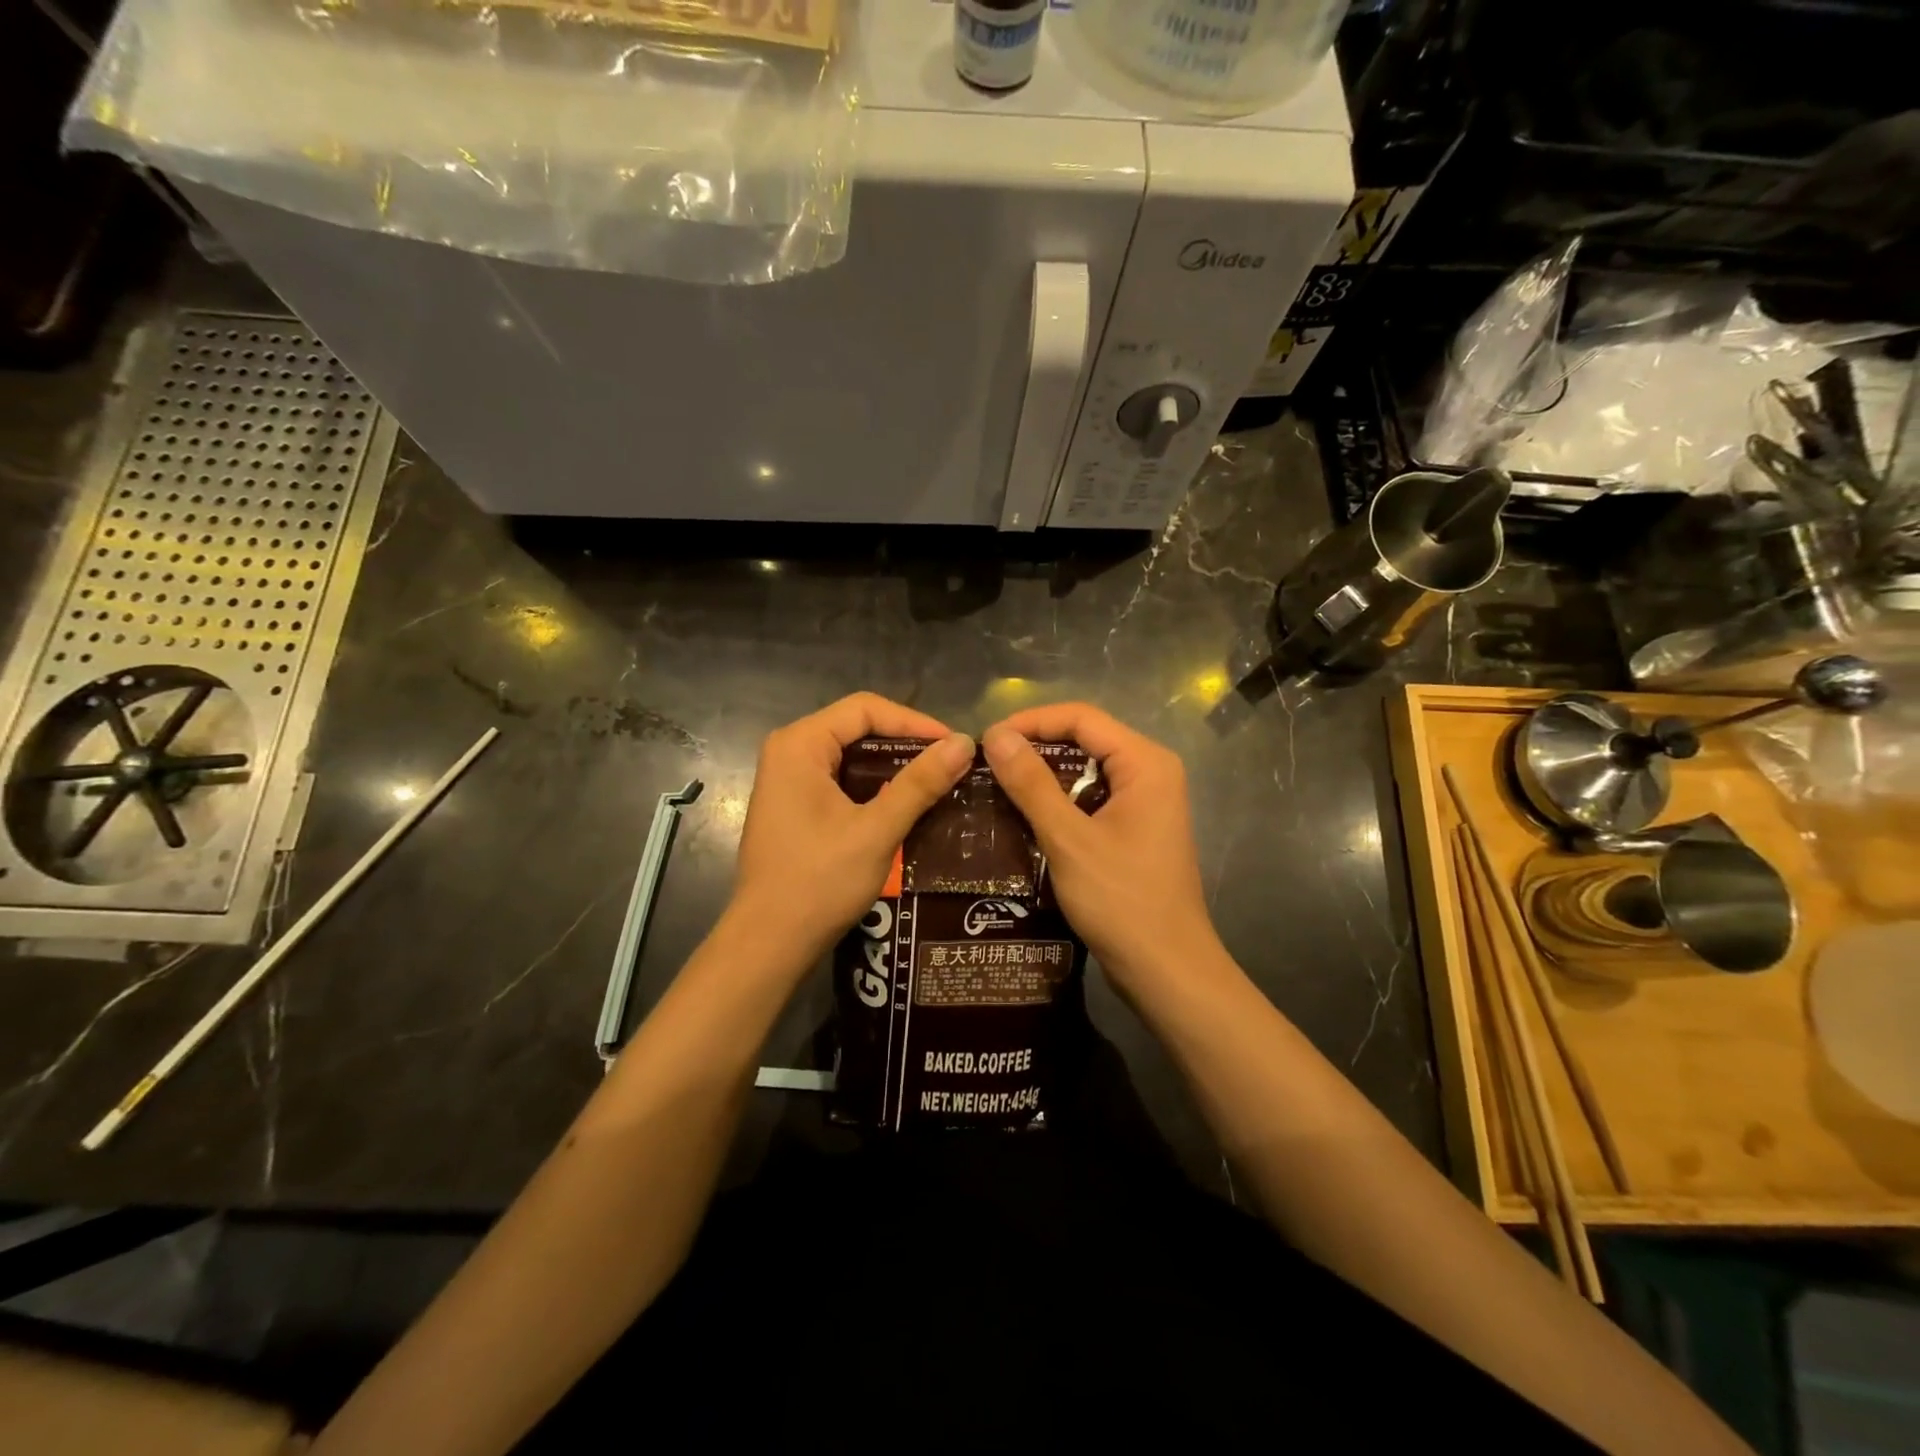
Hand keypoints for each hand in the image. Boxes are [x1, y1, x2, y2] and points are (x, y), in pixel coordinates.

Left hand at [732, 693, 974, 972]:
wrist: (770, 943)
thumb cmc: (819, 881)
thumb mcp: (877, 830)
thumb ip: (920, 784)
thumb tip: (964, 743)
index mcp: (799, 744)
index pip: (865, 709)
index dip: (914, 722)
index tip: (954, 746)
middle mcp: (789, 751)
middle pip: (857, 728)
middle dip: (905, 743)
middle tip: (950, 764)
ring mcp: (789, 780)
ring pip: (851, 755)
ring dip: (893, 766)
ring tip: (937, 782)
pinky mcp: (795, 805)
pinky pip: (842, 779)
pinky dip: (875, 786)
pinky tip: (906, 804)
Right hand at [982, 704, 1220, 997]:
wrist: (1166, 970)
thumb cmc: (1121, 901)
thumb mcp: (1069, 839)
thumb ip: (1032, 784)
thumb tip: (995, 735)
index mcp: (1145, 763)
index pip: (1081, 717)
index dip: (1031, 721)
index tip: (987, 740)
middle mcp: (1150, 772)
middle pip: (1085, 739)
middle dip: (1035, 747)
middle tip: (986, 764)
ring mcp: (1145, 802)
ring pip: (1086, 770)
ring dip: (1043, 776)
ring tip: (995, 786)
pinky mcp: (1134, 829)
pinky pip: (1091, 798)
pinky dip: (1058, 801)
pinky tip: (1022, 816)